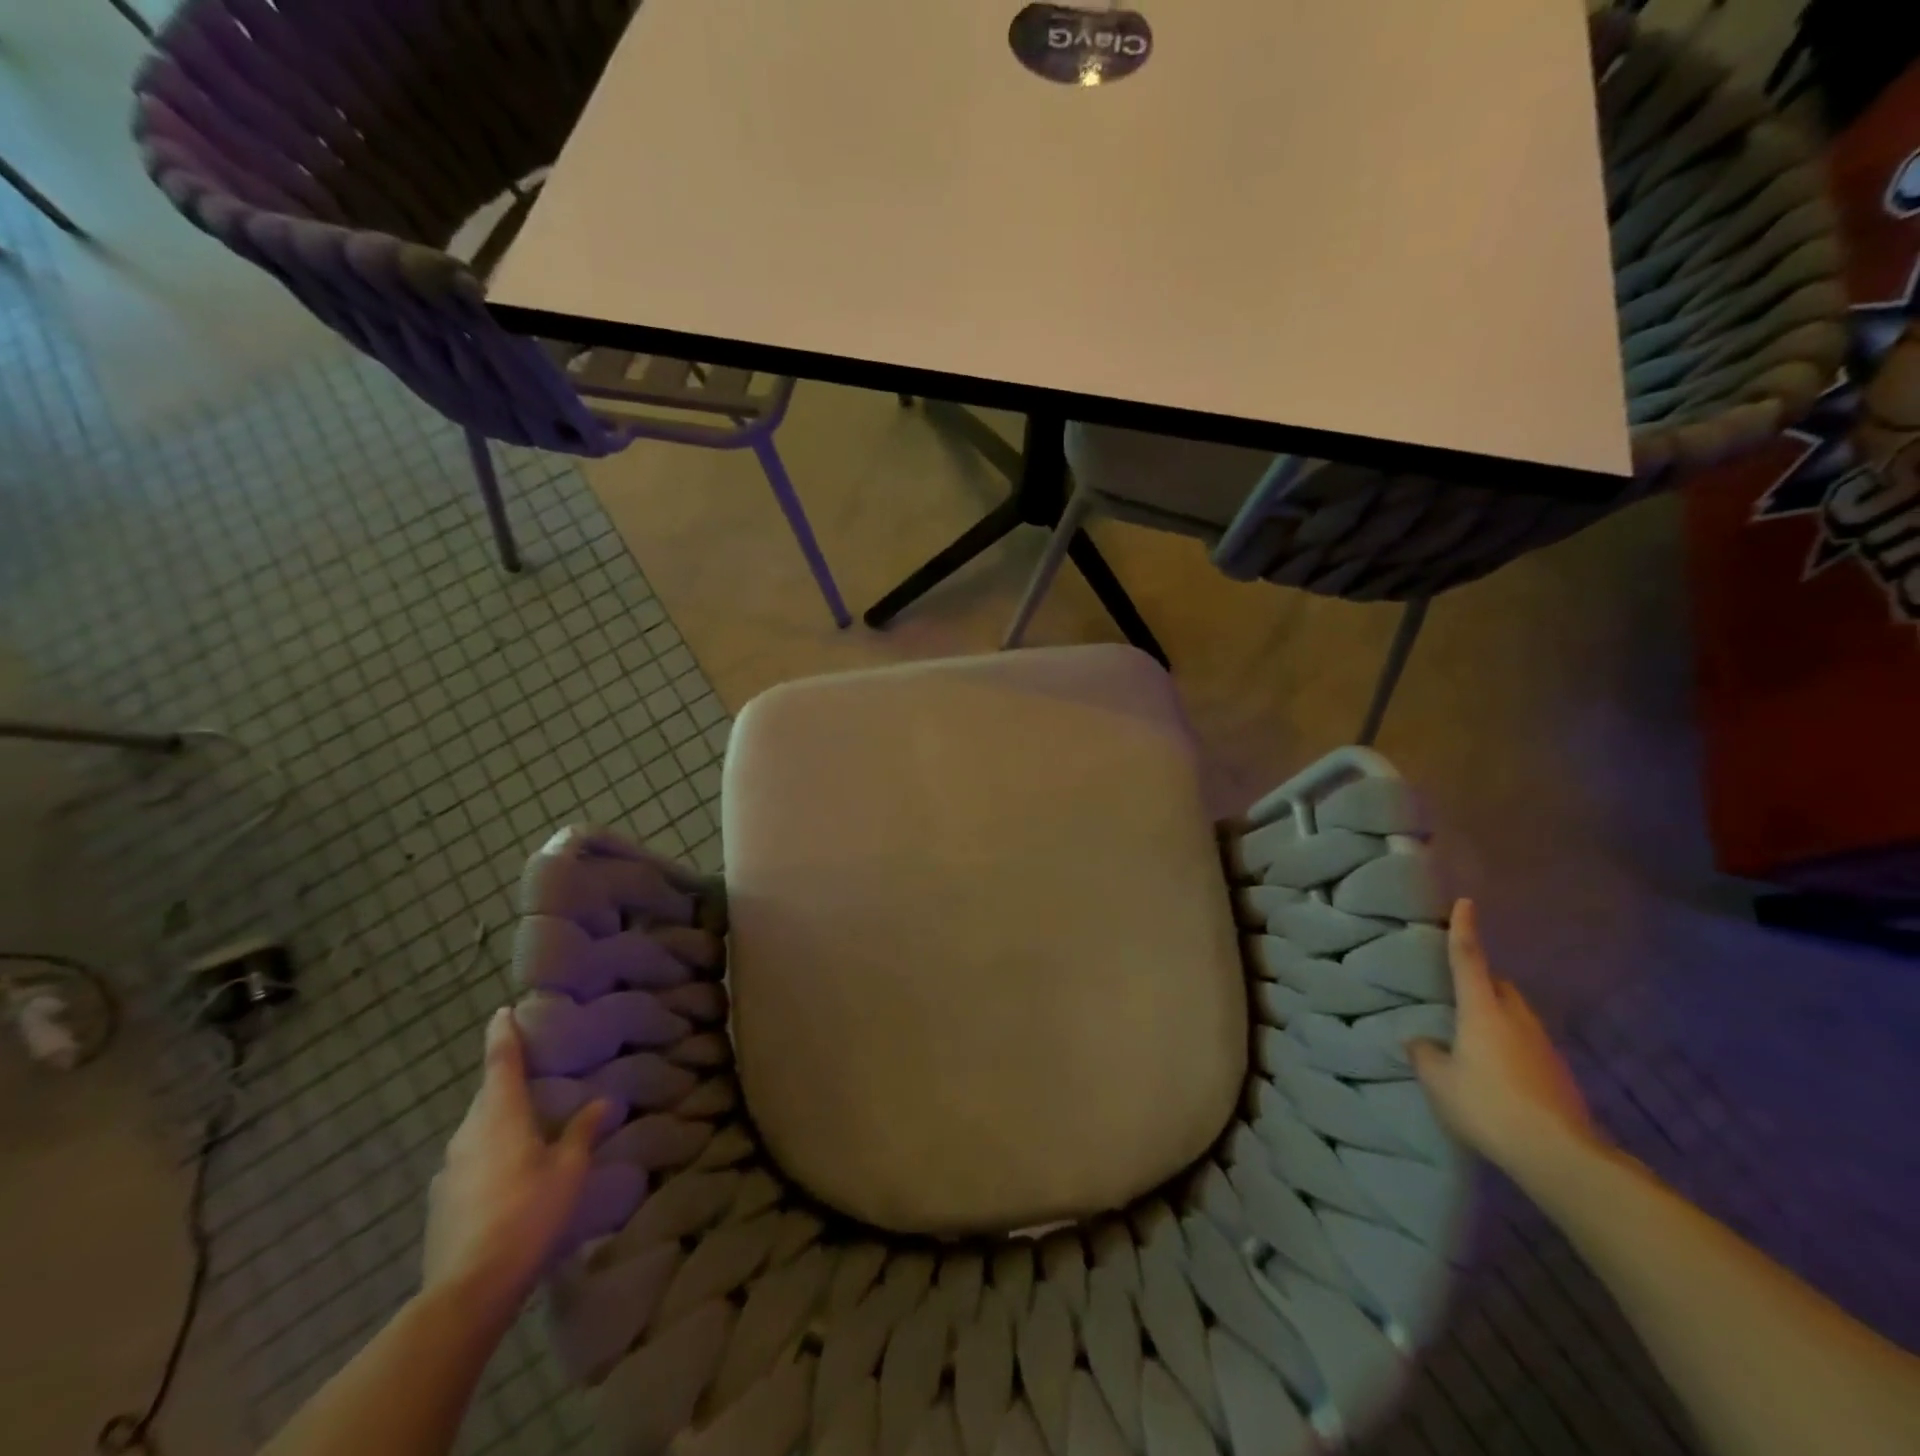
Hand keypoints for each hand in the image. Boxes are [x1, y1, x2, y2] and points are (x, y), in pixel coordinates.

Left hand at [423, 1009, 606, 1324]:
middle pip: (488, 1095)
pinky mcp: (441, 1201)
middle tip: (534, 1074)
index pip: (500, 1061)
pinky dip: (489, 1154)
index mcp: (500, 1115)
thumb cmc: (527, 1213)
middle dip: (507, 1082)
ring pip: (477, 1129)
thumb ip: (583, 1131)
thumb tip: (603, 1102)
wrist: (468, 1289)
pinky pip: (470, 1160)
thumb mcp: (569, 1169)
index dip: (503, 1034)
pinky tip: (509, 1175)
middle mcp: (468, 1133)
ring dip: (499, 1121)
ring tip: (527, 1127)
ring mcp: (448, 1169)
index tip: (502, 1012)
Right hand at [1409, 899, 1603, 1175]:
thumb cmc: (1488, 1105)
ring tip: (1475, 1036)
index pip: (1469, 959)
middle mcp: (1516, 1019)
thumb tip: (1420, 1042)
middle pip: (1500, 987)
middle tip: (1459, 992)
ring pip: (1517, 1015)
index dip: (1465, 930)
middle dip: (1482, 981)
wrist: (1559, 1155)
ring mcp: (1543, 1047)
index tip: (1466, 903)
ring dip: (1498, 1016)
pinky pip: (1528, 1045)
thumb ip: (1425, 1055)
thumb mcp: (1439, 1081)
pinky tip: (1498, 1071)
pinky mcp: (1559, 1074)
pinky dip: (1511, 1046)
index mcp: (1482, 1010)